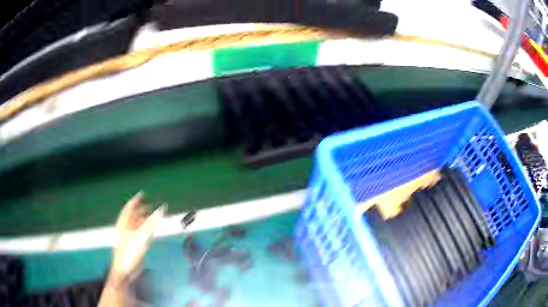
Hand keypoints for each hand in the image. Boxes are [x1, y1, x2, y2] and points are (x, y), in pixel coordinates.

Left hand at [109, 192, 165, 281]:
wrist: (125, 270)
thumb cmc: (130, 252)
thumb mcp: (141, 236)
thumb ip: (151, 223)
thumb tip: (162, 209)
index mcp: (123, 223)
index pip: (129, 208)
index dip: (136, 200)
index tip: (143, 194)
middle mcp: (124, 228)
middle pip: (133, 216)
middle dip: (141, 210)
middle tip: (151, 206)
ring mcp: (127, 237)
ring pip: (136, 225)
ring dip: (144, 220)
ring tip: (153, 218)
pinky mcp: (132, 245)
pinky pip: (139, 233)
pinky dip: (145, 230)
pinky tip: (150, 232)